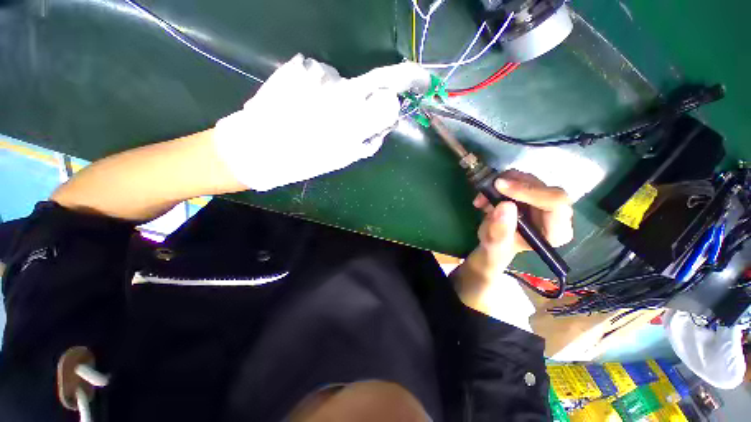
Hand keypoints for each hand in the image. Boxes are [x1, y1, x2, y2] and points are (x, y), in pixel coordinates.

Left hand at [214, 54, 430, 190]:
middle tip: (388, 97)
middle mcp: (340, 88)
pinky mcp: (300, 65)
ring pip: (347, 82)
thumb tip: (388, 118)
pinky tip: (305, 103)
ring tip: (321, 116)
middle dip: (389, 86)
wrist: (258, 148)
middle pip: (376, 78)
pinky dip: (322, 89)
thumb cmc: (304, 158)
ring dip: (343, 97)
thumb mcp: (345, 155)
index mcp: (352, 117)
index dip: (409, 83)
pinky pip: (323, 75)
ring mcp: (319, 73)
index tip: (422, 83)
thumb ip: (371, 136)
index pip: (391, 91)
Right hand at [471, 169, 573, 273]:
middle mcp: (557, 213)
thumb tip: (505, 206)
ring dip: (501, 184)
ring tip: (481, 199)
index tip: (500, 187)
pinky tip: (486, 196)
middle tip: (486, 190)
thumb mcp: (494, 246)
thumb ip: (500, 232)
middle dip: (511, 186)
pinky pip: (518, 177)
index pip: (556, 203)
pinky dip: (499, 182)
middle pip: (542, 187)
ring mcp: (544, 200)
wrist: (493, 242)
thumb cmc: (497, 249)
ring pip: (528, 179)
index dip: (529, 191)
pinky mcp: (532, 191)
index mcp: (556, 231)